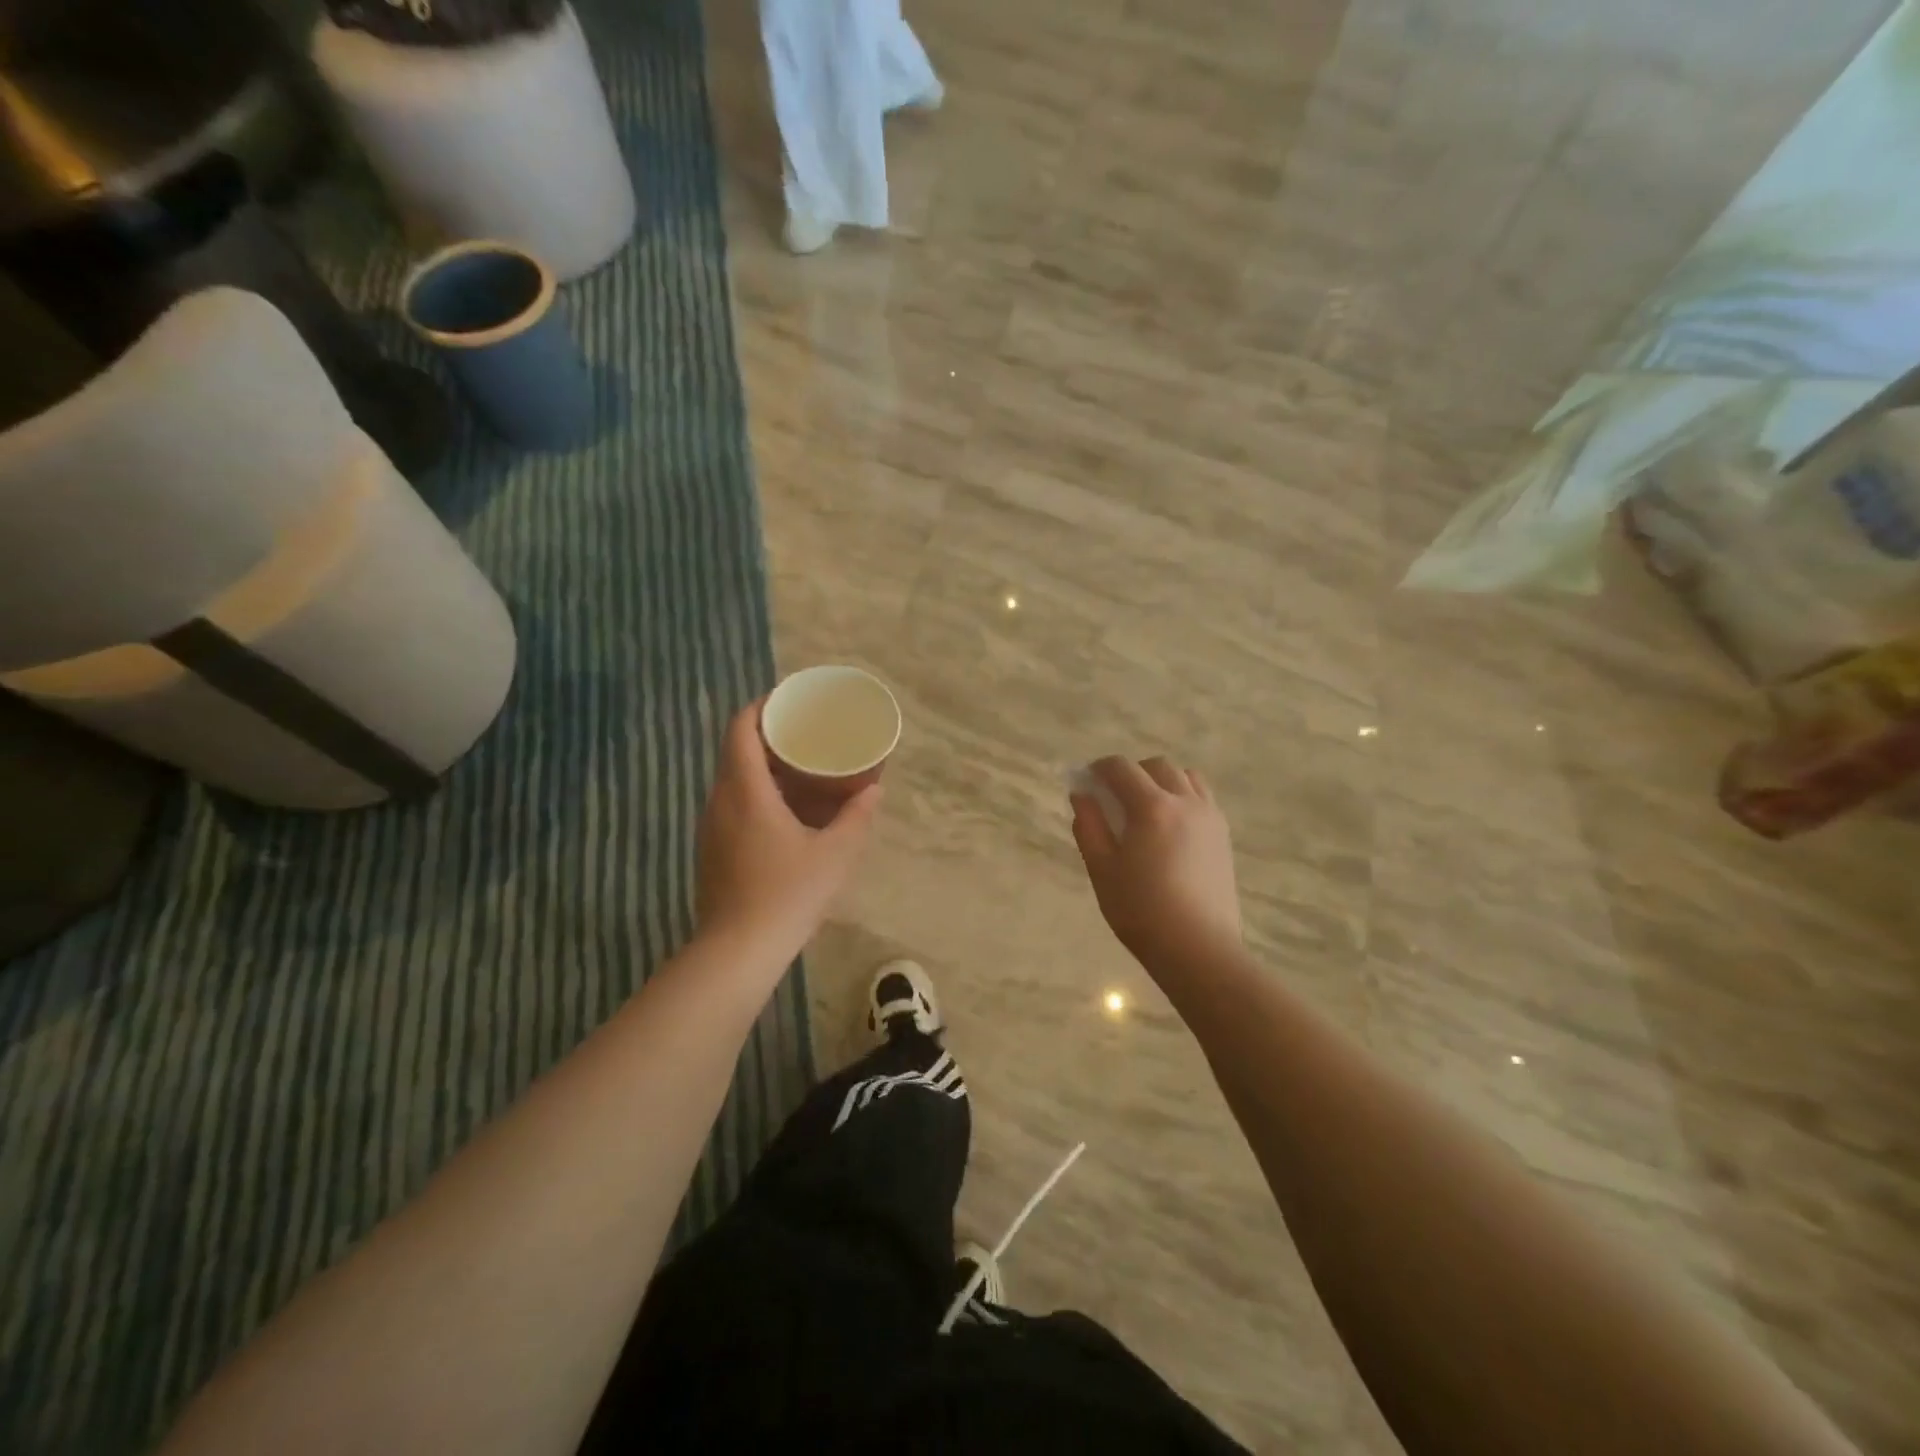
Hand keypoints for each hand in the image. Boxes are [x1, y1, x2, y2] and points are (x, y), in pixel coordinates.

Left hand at [696, 701, 881, 962]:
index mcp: (746, 791)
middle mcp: (720, 801)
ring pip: (731, 780)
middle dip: (767, 735)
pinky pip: (730, 805)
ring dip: (760, 766)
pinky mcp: (710, 850)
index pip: (741, 729)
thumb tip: (874, 791)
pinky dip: (754, 794)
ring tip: (798, 769)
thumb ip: (856, 818)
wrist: (737, 951)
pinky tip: (782, 813)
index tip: (789, 700)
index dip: (761, 707)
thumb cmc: (787, 894)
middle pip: (735, 751)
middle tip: (804, 734)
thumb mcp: (835, 855)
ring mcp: (710, 828)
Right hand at [1071, 756, 1240, 975]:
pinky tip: (1171, 826)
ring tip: (1146, 807)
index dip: (1099, 768)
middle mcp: (1185, 802)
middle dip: (1131, 772)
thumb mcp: (1102, 869)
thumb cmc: (1140, 910)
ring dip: (1161, 780)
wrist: (1198, 948)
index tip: (1086, 781)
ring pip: (1185, 777)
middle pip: (1157, 766)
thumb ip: (1089, 826)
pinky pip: (1203, 798)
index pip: (1121, 768)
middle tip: (1114, 797)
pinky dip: (1184, 796)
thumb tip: (1082, 795)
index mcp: (1151, 807)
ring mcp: (1210, 817)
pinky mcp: (1223, 835)